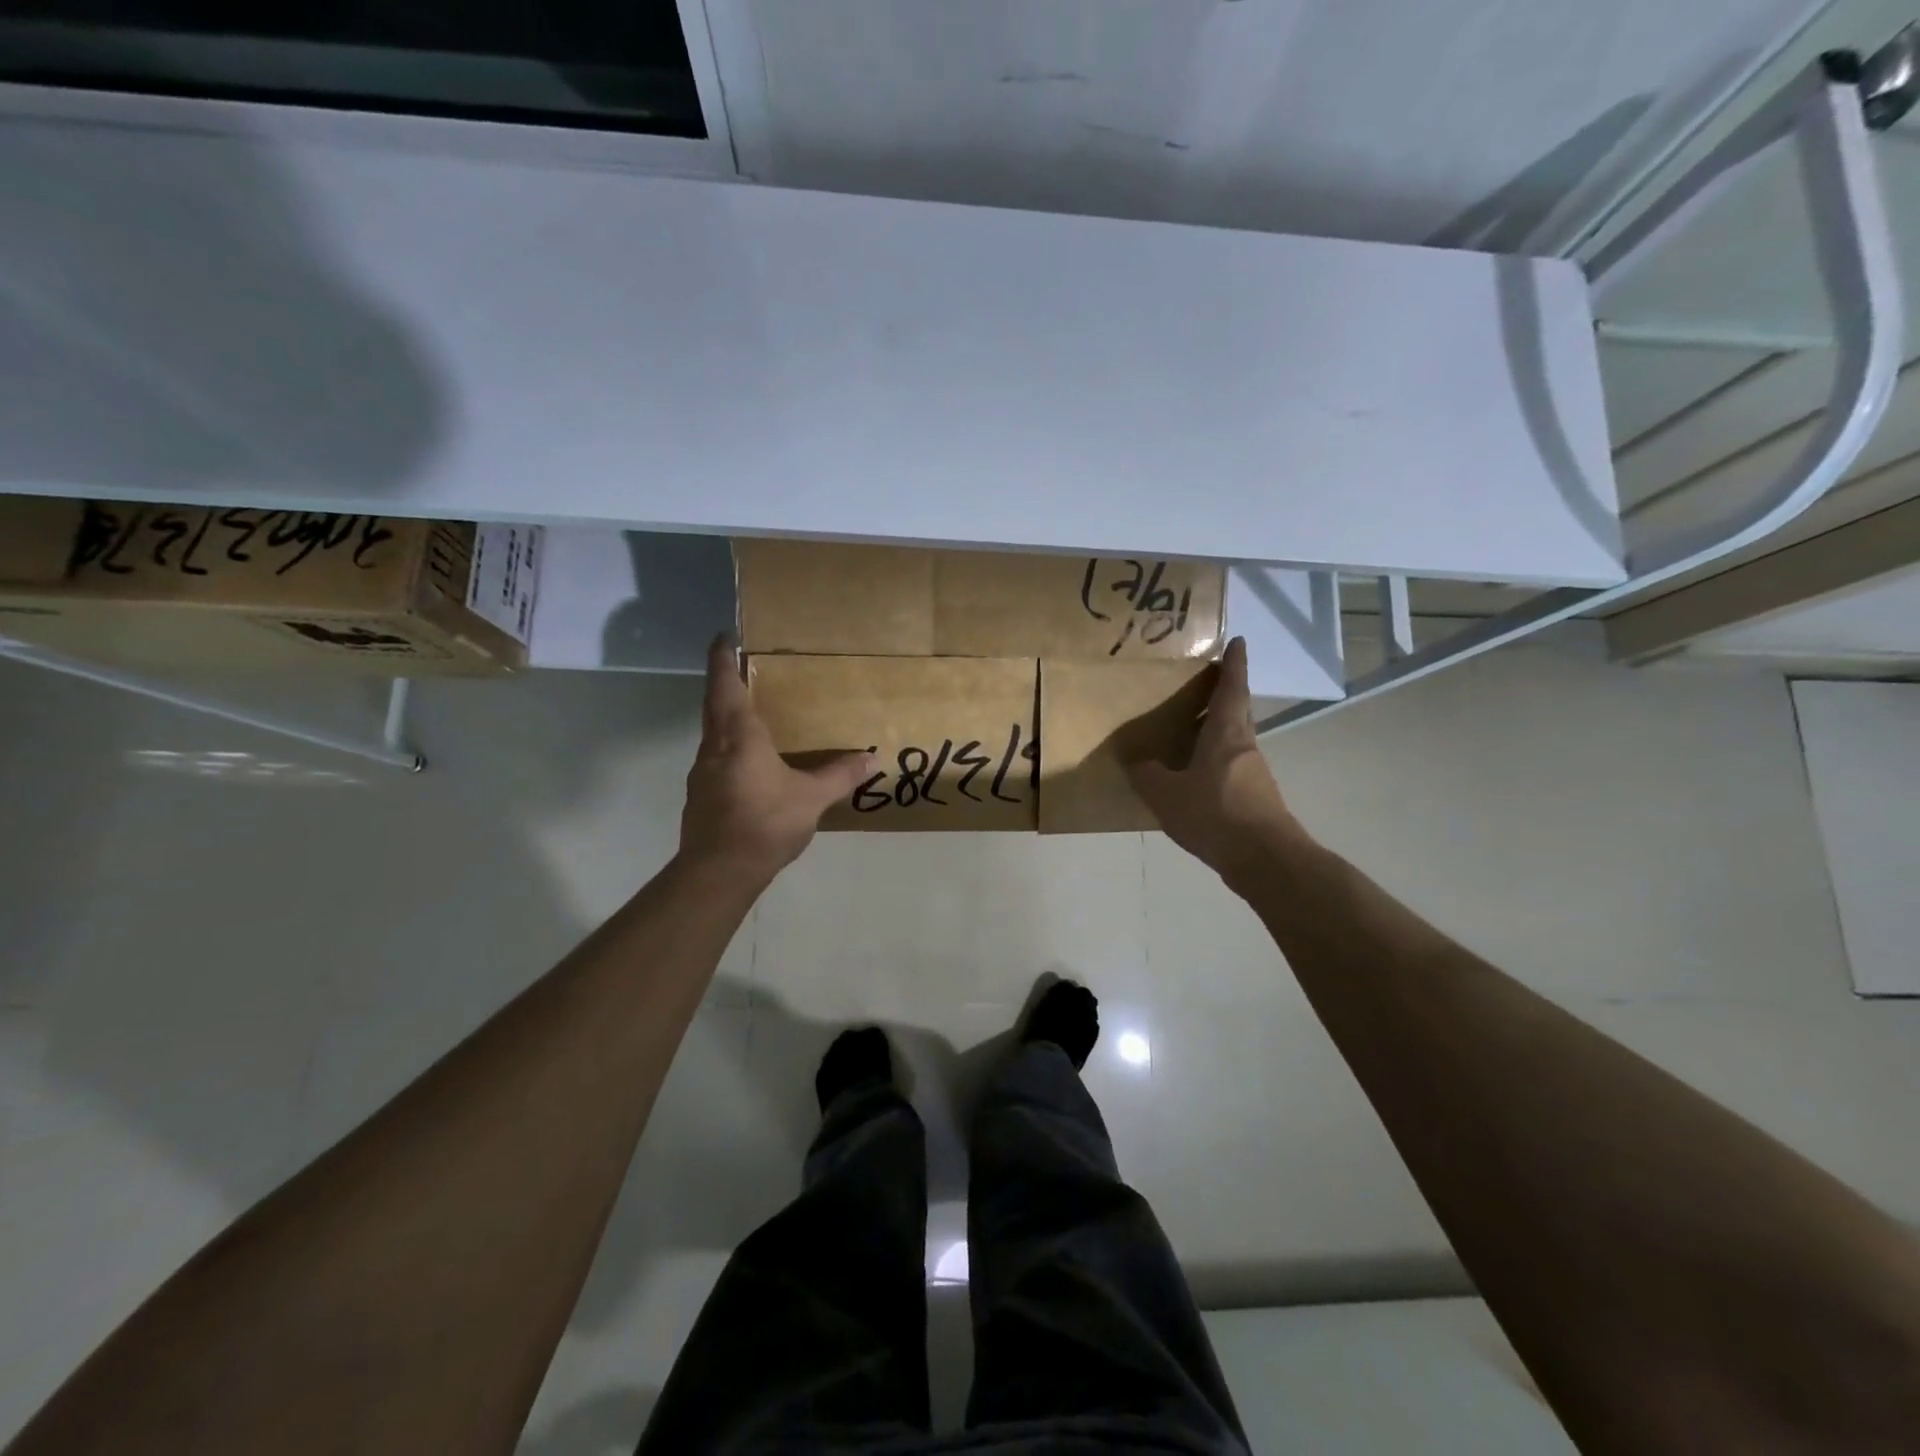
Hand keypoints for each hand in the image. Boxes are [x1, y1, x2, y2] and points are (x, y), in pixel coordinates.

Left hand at [680, 637, 874, 882]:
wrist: (718, 871)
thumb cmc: (765, 822)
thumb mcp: (812, 798)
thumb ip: (840, 776)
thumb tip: (871, 758)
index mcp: (739, 737)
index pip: (726, 686)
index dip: (723, 660)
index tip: (723, 638)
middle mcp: (714, 748)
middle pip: (714, 706)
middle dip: (723, 683)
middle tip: (739, 667)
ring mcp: (702, 773)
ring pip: (712, 734)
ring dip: (725, 718)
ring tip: (750, 717)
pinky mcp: (700, 796)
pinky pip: (714, 760)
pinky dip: (728, 750)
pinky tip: (748, 766)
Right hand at [1129, 637, 1311, 888]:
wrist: (1264, 859)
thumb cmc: (1215, 814)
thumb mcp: (1167, 794)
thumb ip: (1148, 775)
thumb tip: (1138, 762)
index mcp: (1226, 734)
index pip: (1232, 688)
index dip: (1234, 664)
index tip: (1238, 641)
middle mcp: (1244, 746)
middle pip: (1236, 712)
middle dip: (1222, 696)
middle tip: (1200, 686)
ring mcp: (1253, 774)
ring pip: (1232, 742)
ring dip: (1214, 732)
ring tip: (1186, 734)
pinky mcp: (1255, 799)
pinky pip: (1229, 769)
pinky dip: (1212, 763)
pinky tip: (1193, 780)